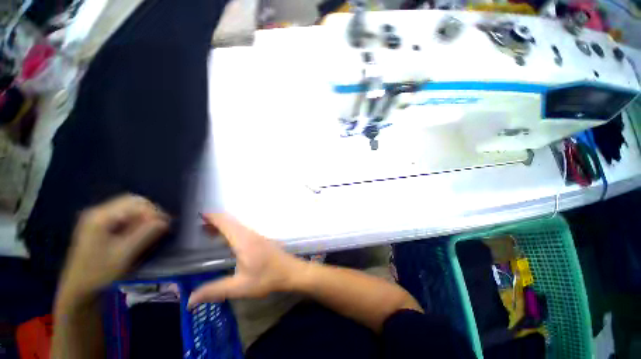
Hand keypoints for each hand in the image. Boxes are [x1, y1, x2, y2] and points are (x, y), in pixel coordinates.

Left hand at [57, 195, 169, 302]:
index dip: (153, 211)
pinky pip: (123, 216)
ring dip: (144, 216)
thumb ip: (145, 235)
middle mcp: (98, 213)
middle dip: (150, 212)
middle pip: (131, 202)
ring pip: (129, 208)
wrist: (78, 290)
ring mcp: (97, 219)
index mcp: (100, 217)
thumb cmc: (99, 274)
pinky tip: (140, 232)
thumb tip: (165, 221)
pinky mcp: (99, 226)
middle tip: (161, 226)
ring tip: (153, 230)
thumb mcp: (124, 255)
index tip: (165, 225)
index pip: (134, 203)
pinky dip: (136, 221)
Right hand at [188, 213, 304, 307]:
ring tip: (209, 232)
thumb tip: (189, 300)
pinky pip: (243, 230)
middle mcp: (250, 234)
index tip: (199, 215)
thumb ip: (214, 290)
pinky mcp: (261, 239)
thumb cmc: (267, 278)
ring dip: (224, 225)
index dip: (212, 217)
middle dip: (215, 221)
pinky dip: (232, 230)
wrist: (291, 271)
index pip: (226, 223)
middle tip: (199, 226)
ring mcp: (257, 235)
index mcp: (243, 240)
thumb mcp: (240, 287)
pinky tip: (228, 241)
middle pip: (231, 222)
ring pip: (238, 225)